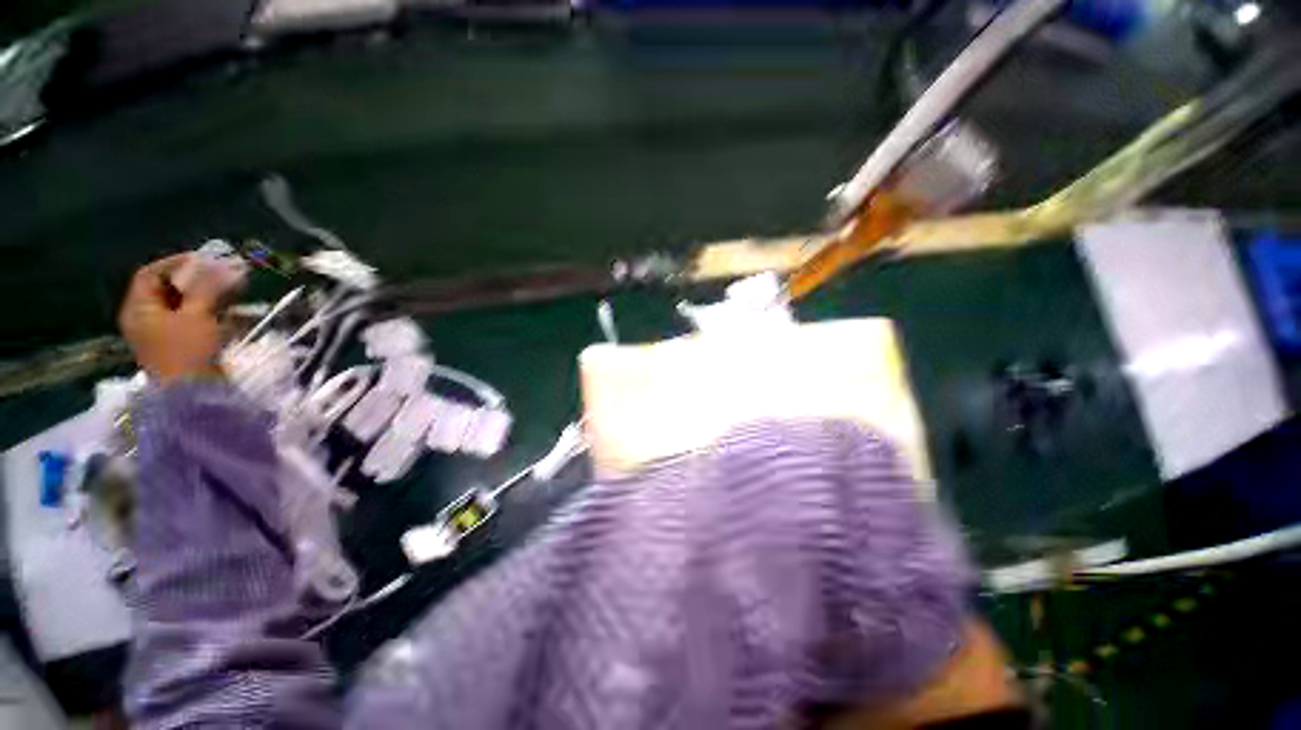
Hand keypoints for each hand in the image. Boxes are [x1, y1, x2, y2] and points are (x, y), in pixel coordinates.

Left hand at [118, 254, 229, 383]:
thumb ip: (208, 287)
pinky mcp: (185, 345)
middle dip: (197, 279)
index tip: (206, 258)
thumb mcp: (197, 315)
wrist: (194, 396)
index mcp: (139, 309)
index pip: (152, 274)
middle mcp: (148, 318)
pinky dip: (214, 312)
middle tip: (224, 272)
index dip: (177, 263)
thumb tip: (224, 263)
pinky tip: (234, 310)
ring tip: (234, 289)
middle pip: (169, 289)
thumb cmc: (187, 351)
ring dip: (209, 295)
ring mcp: (166, 334)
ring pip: (186, 305)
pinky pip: (197, 320)